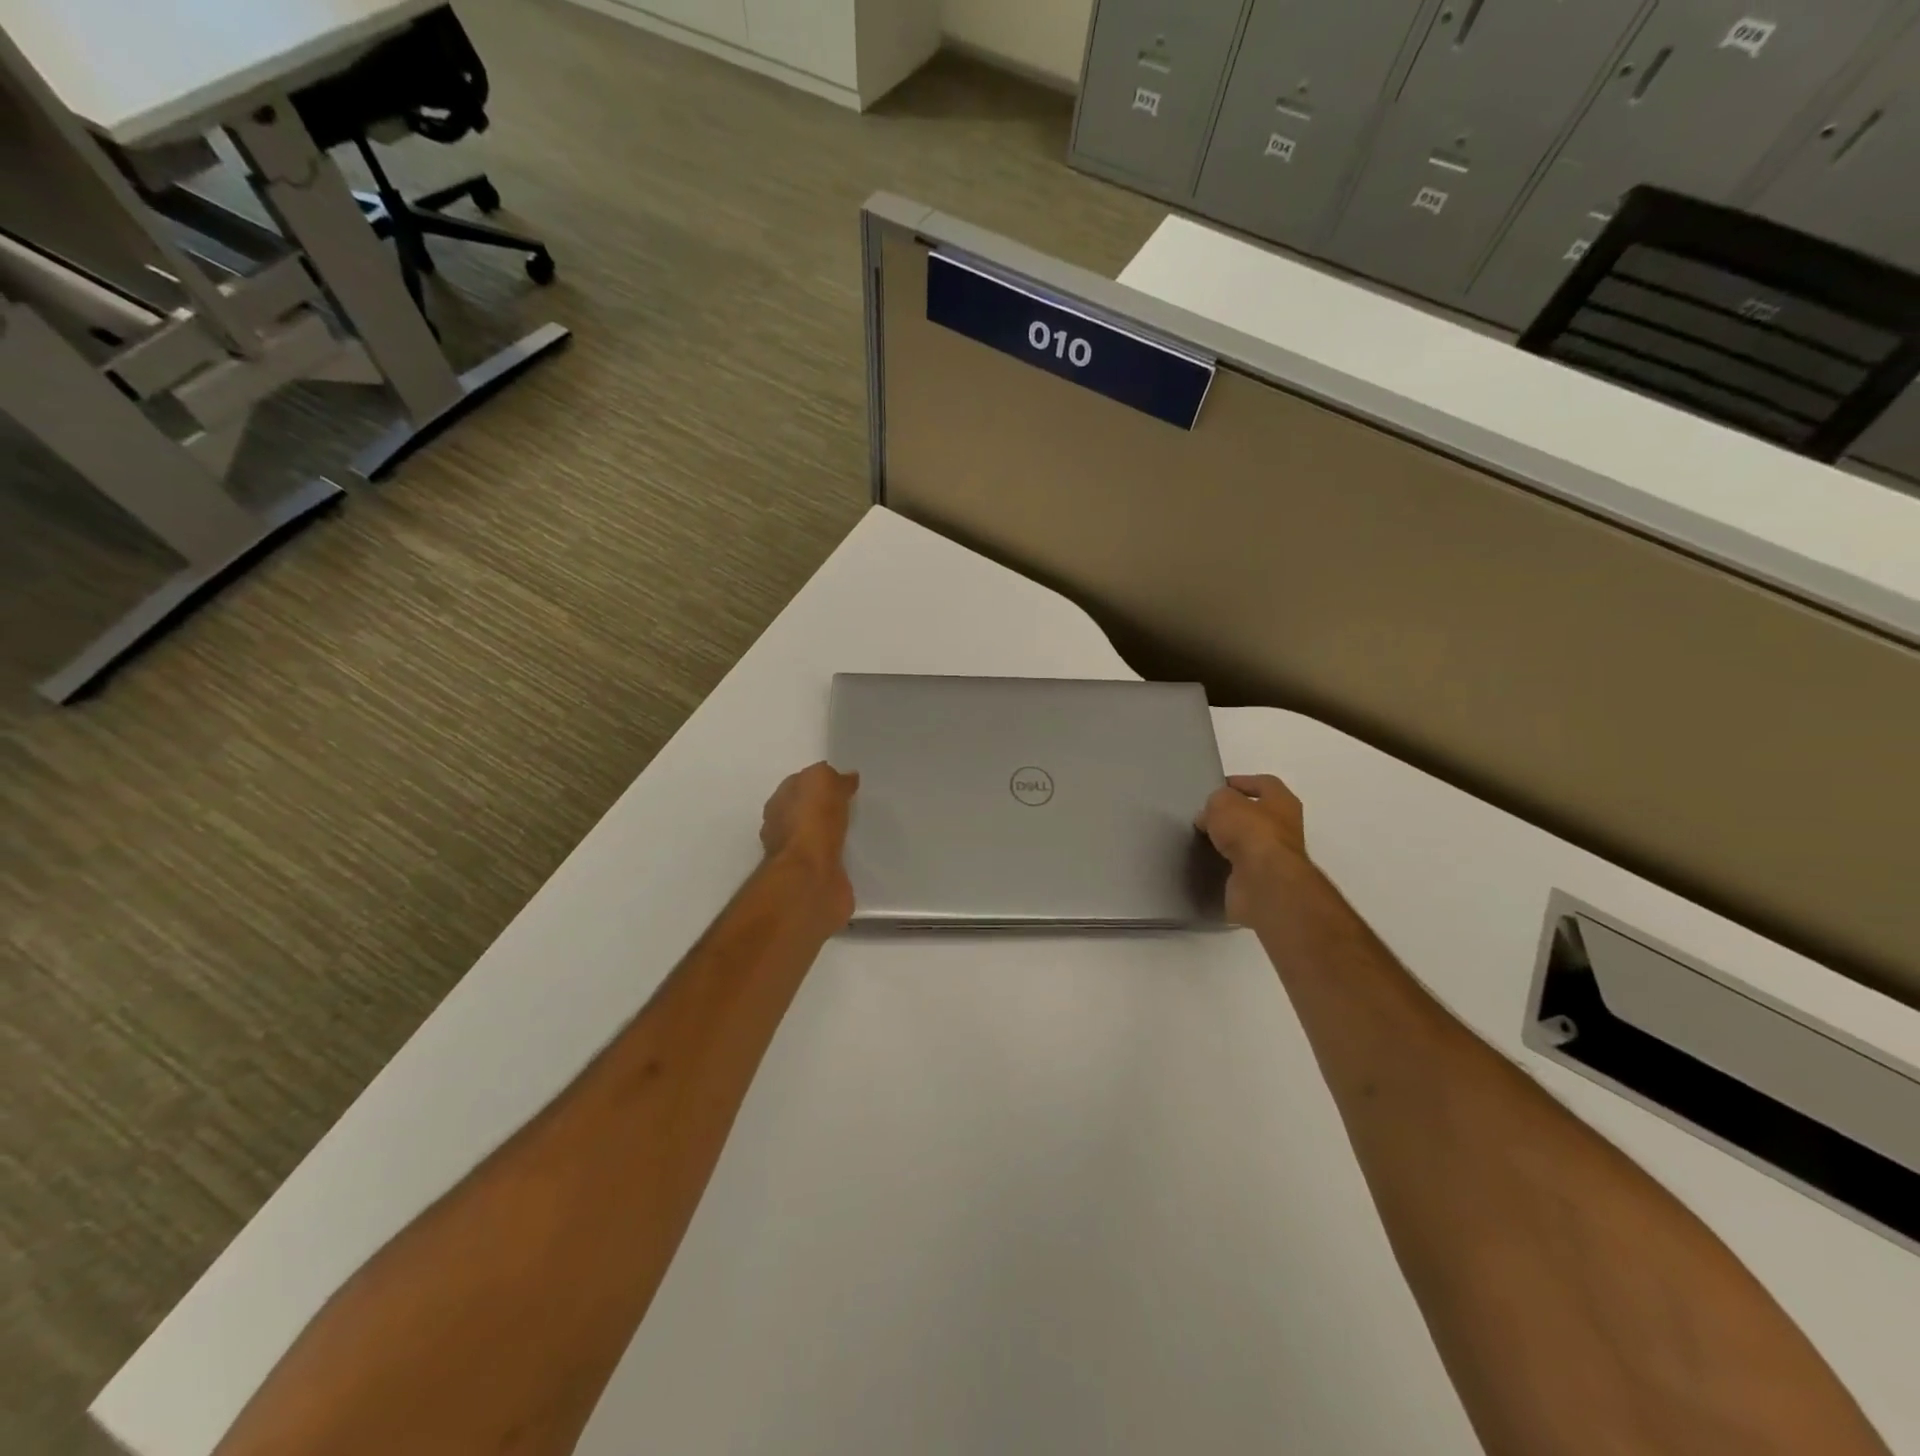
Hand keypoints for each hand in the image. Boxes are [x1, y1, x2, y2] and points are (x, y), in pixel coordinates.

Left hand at [760, 763, 859, 930]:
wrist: (810, 878)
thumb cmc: (811, 823)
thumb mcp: (822, 782)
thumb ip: (831, 778)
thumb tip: (844, 778)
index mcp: (780, 802)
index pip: (799, 785)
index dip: (820, 782)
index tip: (843, 782)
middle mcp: (783, 829)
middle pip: (806, 811)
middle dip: (825, 808)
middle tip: (853, 804)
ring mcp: (798, 856)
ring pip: (818, 836)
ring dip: (832, 832)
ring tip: (857, 828)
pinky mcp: (815, 878)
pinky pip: (830, 859)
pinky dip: (839, 855)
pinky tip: (855, 852)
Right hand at [1197, 774, 1315, 927]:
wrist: (1263, 881)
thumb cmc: (1249, 831)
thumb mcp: (1223, 802)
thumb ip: (1216, 802)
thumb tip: (1209, 816)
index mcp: (1283, 802)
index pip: (1264, 783)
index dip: (1241, 782)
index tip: (1216, 788)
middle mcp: (1285, 828)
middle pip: (1257, 814)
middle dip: (1233, 815)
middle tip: (1206, 816)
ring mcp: (1276, 857)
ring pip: (1249, 842)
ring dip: (1230, 841)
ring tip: (1204, 838)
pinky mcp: (1264, 880)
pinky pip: (1242, 866)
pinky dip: (1227, 863)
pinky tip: (1209, 860)